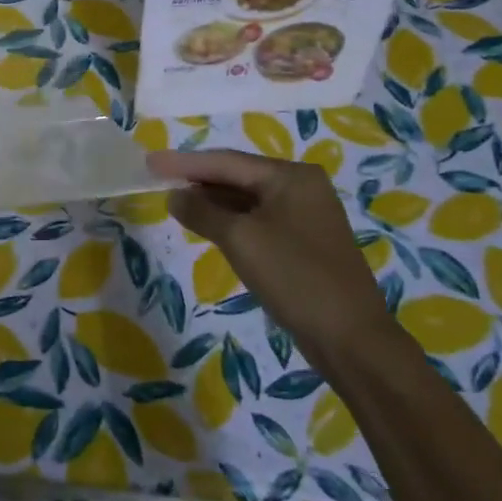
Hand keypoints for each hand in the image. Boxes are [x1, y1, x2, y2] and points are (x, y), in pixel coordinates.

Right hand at [147, 148, 389, 361]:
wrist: (351, 338)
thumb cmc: (294, 277)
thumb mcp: (240, 239)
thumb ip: (202, 211)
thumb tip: (174, 195)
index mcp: (291, 176)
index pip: (226, 162)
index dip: (184, 163)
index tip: (150, 162)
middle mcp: (302, 187)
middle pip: (238, 176)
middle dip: (198, 179)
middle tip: (158, 179)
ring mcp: (306, 215)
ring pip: (247, 199)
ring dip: (212, 201)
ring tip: (175, 201)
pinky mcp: (304, 243)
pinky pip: (258, 220)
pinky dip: (231, 220)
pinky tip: (208, 226)